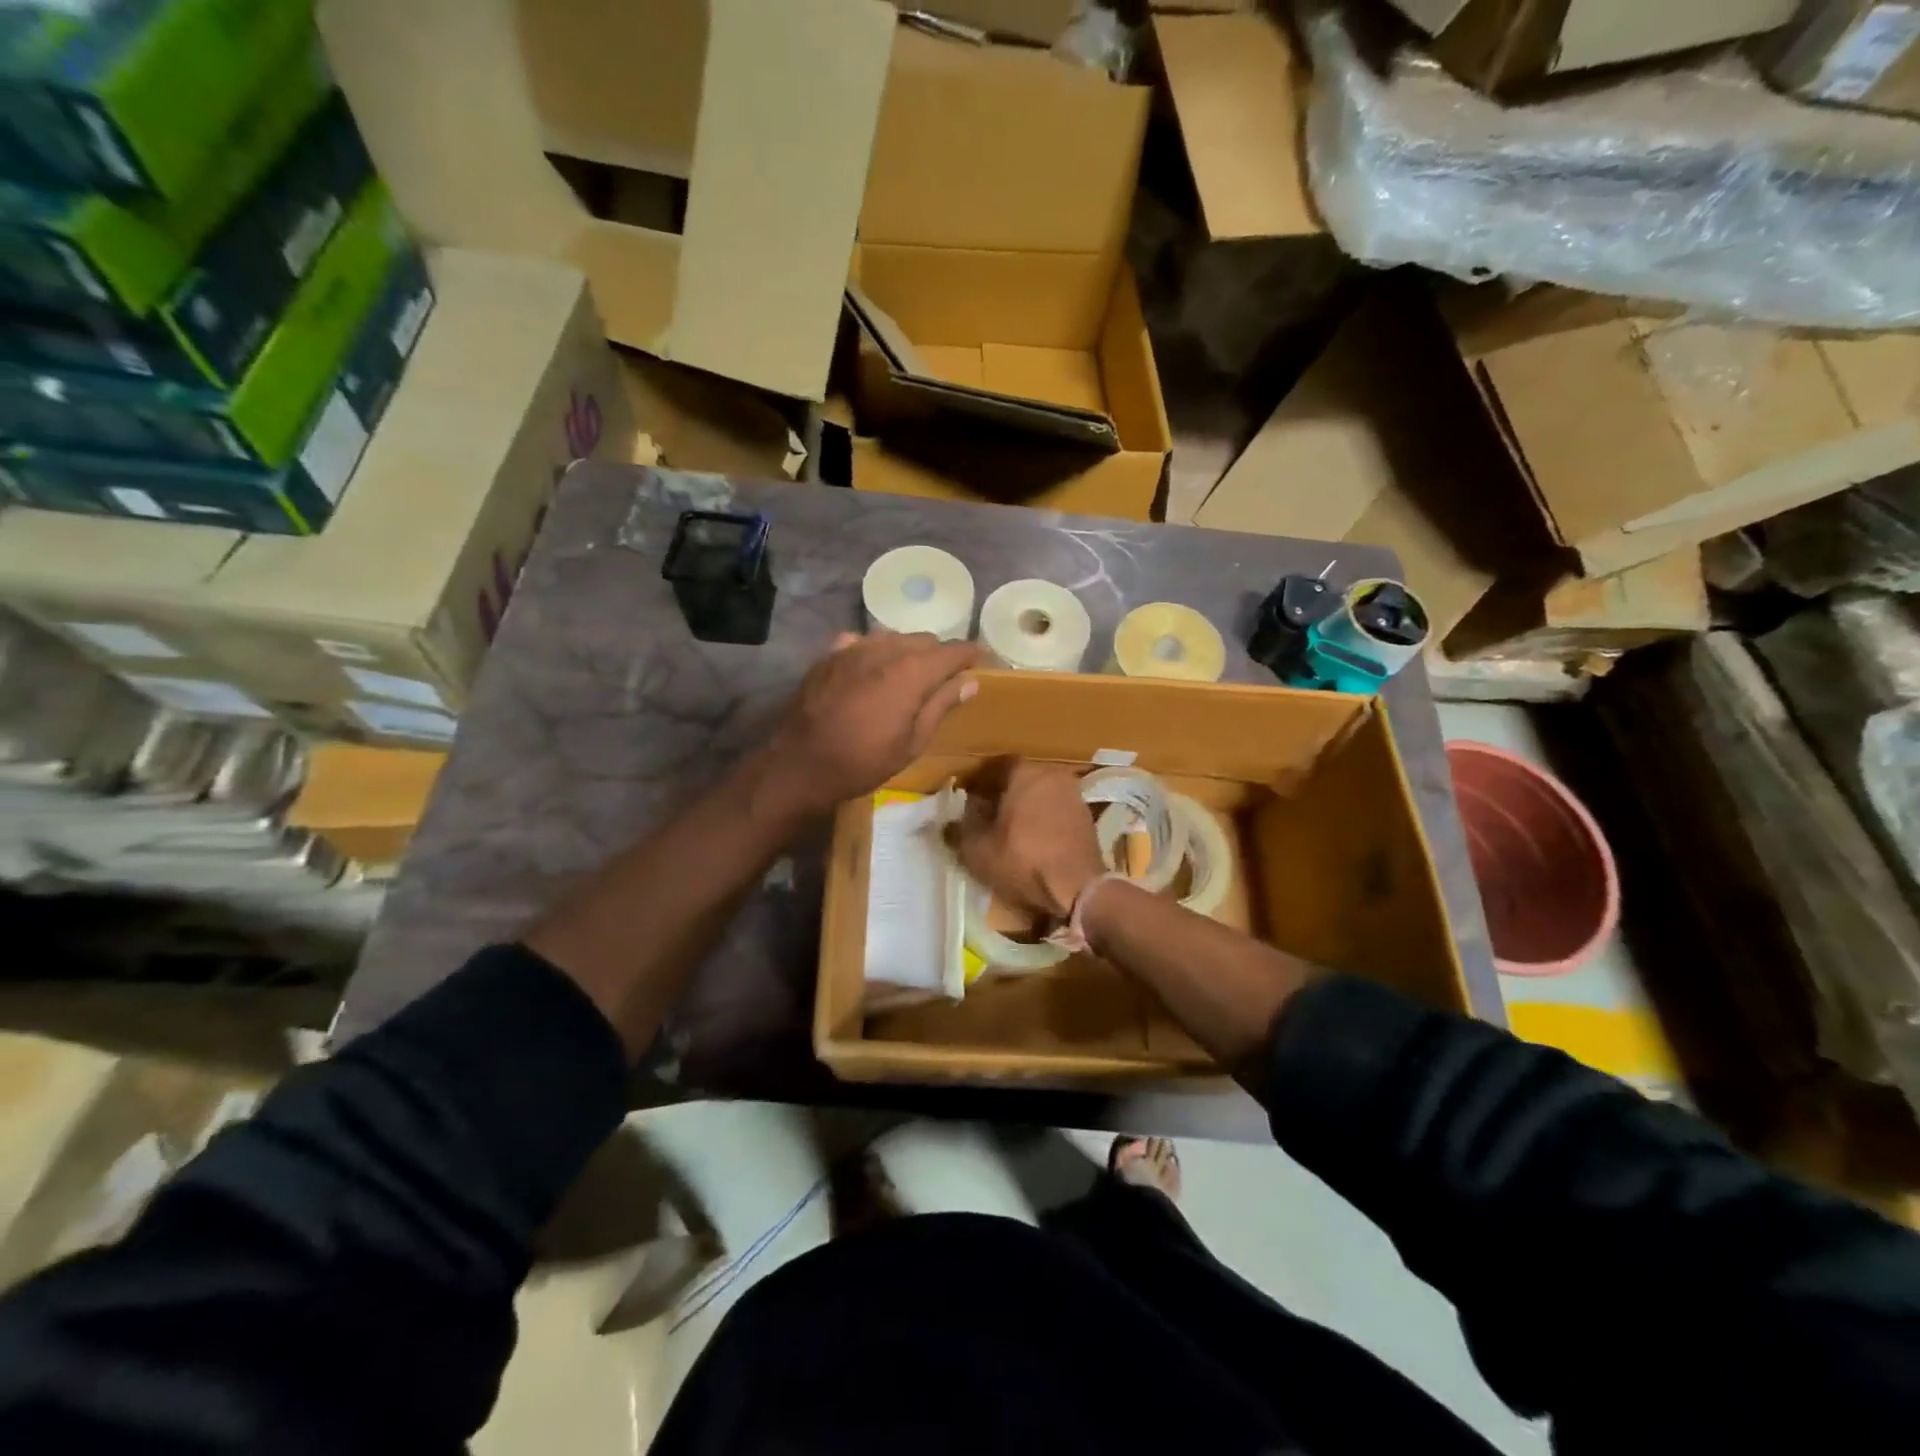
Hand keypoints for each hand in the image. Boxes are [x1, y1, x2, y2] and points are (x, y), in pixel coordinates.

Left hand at [760, 633, 979, 817]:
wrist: (801, 764)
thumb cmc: (863, 761)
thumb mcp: (913, 742)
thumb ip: (942, 705)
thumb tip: (969, 681)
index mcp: (912, 671)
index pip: (953, 650)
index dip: (971, 655)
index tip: (981, 664)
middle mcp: (885, 649)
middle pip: (924, 639)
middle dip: (939, 655)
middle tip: (944, 679)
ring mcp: (854, 647)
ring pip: (893, 636)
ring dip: (908, 651)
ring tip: (908, 676)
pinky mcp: (830, 654)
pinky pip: (862, 641)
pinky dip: (874, 651)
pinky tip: (871, 670)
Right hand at [954, 758, 1106, 920]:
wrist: (1078, 888)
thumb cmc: (1023, 860)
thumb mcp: (978, 849)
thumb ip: (963, 828)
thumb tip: (954, 818)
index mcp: (1025, 772)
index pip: (995, 767)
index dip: (979, 782)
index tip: (968, 798)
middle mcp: (1052, 774)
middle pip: (1020, 779)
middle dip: (1002, 794)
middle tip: (986, 814)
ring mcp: (1074, 795)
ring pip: (1040, 795)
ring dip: (1025, 808)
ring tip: (1008, 830)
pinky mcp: (1087, 818)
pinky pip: (1056, 811)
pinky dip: (1043, 820)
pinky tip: (1033, 841)